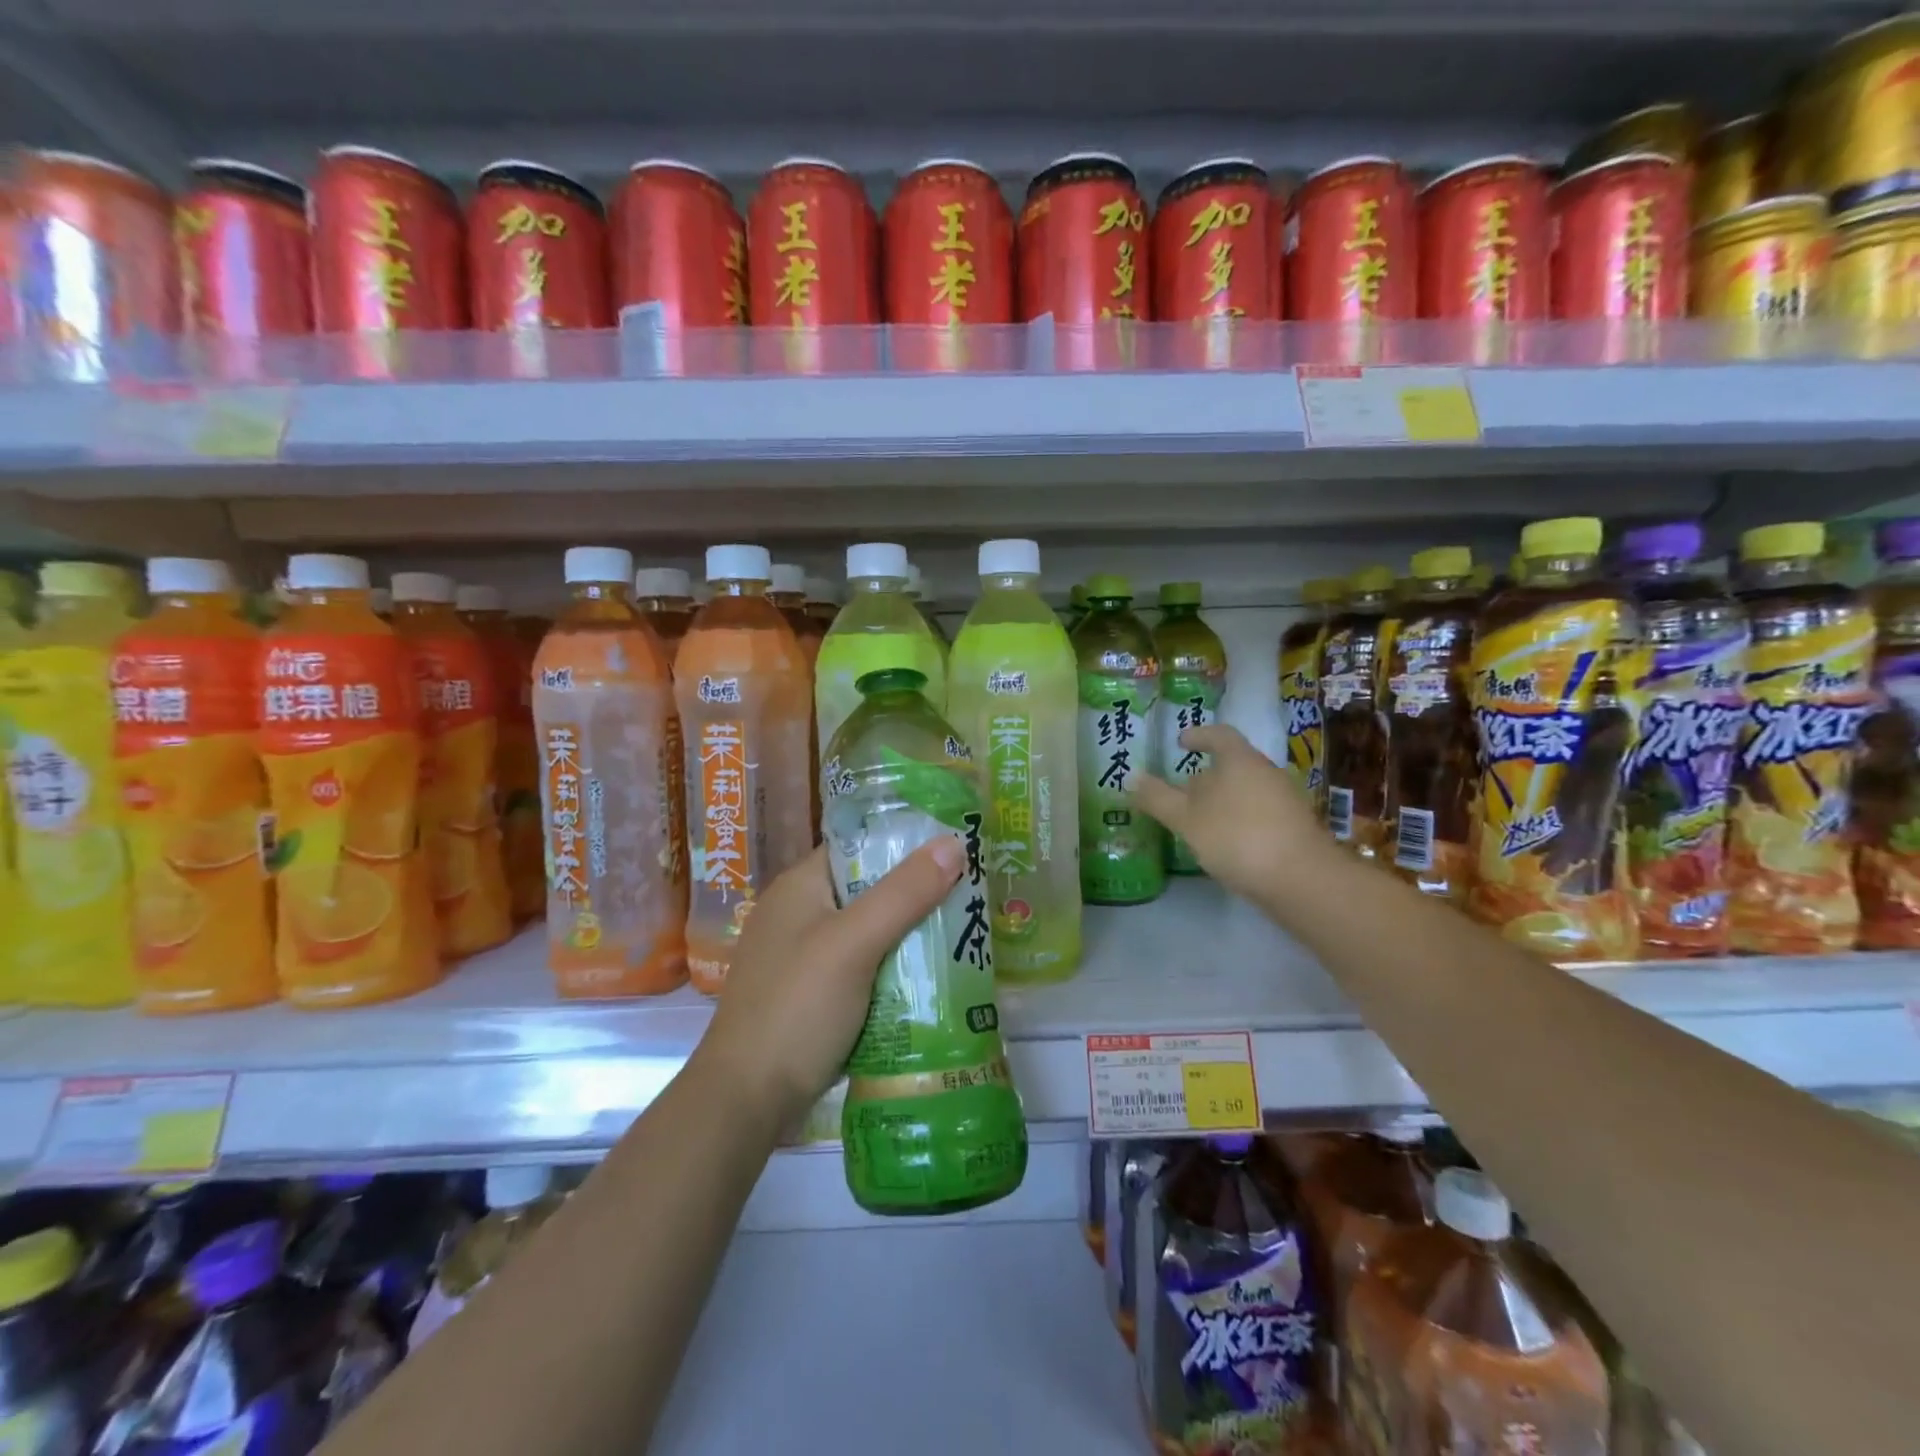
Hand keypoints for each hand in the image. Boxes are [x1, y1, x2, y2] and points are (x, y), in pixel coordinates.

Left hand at [696, 839, 964, 1130]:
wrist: (745, 1100)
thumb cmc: (797, 1007)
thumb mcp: (855, 943)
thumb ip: (904, 893)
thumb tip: (954, 842)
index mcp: (800, 886)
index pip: (860, 846)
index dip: (906, 843)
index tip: (956, 849)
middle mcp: (799, 913)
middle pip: (869, 889)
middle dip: (917, 894)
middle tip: (972, 896)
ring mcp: (804, 956)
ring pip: (870, 931)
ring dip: (909, 935)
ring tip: (963, 934)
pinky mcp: (813, 995)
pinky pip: (864, 967)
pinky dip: (893, 969)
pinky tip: (930, 978)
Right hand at [1132, 724, 1324, 905]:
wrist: (1302, 879)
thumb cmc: (1237, 837)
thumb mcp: (1186, 819)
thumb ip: (1158, 798)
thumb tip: (1132, 777)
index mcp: (1240, 760)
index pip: (1219, 735)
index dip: (1199, 736)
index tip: (1181, 742)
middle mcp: (1266, 772)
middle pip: (1232, 764)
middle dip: (1205, 776)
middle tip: (1180, 792)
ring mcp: (1285, 800)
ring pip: (1245, 790)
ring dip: (1221, 800)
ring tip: (1198, 821)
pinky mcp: (1294, 827)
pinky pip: (1258, 812)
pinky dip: (1237, 819)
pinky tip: (1225, 842)